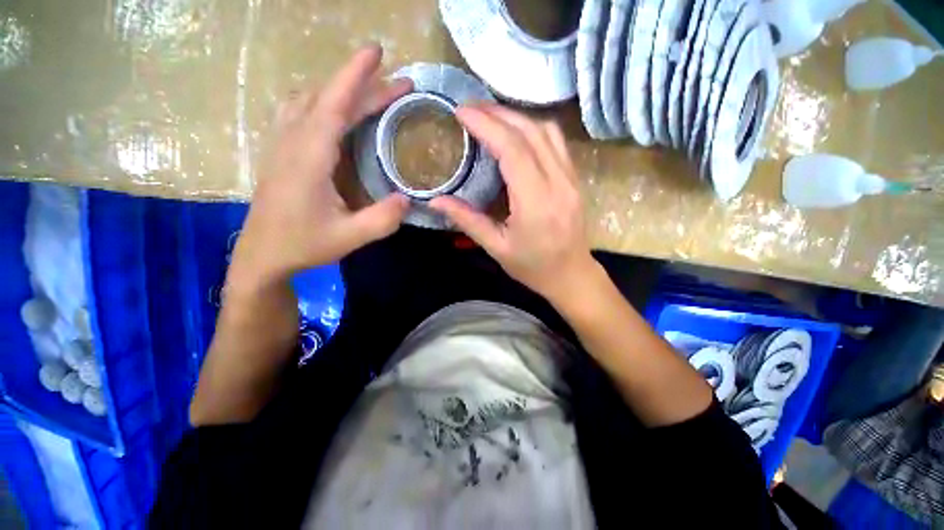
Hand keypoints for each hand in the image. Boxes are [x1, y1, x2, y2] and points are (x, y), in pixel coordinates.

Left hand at [229, 45, 411, 291]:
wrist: (262, 255)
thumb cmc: (304, 245)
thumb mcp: (350, 238)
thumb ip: (382, 219)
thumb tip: (408, 199)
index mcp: (309, 158)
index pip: (333, 105)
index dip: (355, 76)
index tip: (377, 52)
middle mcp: (293, 142)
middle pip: (327, 99)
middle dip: (363, 86)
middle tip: (398, 85)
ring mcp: (282, 144)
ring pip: (310, 101)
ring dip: (342, 92)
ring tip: (372, 96)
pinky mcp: (280, 152)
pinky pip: (299, 112)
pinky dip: (322, 102)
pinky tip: (335, 112)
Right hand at [430, 104, 597, 303]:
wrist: (571, 275)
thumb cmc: (533, 267)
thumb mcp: (496, 248)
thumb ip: (467, 220)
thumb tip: (435, 201)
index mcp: (536, 203)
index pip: (512, 150)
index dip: (486, 125)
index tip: (462, 112)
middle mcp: (558, 183)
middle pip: (530, 132)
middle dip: (498, 114)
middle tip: (471, 110)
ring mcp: (571, 178)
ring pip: (547, 131)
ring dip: (517, 118)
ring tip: (491, 118)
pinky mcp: (575, 178)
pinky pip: (556, 142)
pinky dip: (533, 129)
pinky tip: (516, 134)